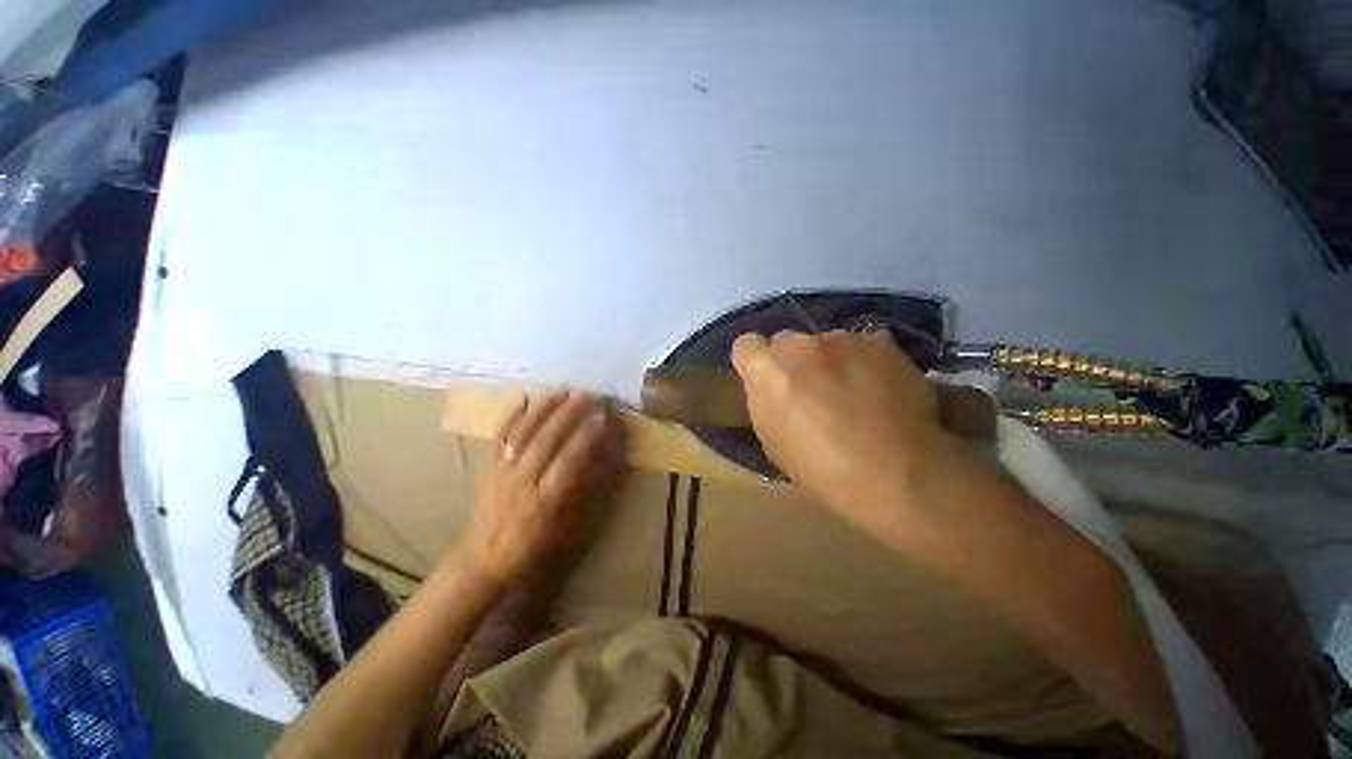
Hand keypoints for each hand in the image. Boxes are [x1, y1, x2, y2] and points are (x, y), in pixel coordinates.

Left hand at [461, 390, 624, 585]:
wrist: (482, 559)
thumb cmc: (531, 545)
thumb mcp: (561, 526)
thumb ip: (580, 490)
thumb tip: (599, 460)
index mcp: (544, 499)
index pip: (569, 461)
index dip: (586, 437)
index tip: (602, 417)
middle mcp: (521, 480)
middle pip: (546, 440)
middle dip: (567, 414)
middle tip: (585, 394)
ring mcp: (501, 471)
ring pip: (523, 433)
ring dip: (543, 408)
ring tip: (561, 390)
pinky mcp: (487, 467)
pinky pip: (499, 437)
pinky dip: (511, 416)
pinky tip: (523, 399)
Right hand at [731, 329, 952, 526]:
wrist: (894, 472)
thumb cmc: (819, 467)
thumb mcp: (772, 440)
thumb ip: (766, 400)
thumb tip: (774, 387)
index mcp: (766, 369)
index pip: (745, 345)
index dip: (754, 362)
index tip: (767, 381)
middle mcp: (799, 344)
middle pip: (787, 342)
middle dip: (793, 362)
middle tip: (813, 391)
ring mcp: (841, 338)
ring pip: (826, 343)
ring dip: (831, 361)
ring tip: (855, 393)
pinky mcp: (880, 341)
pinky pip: (863, 345)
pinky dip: (865, 361)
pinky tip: (880, 387)